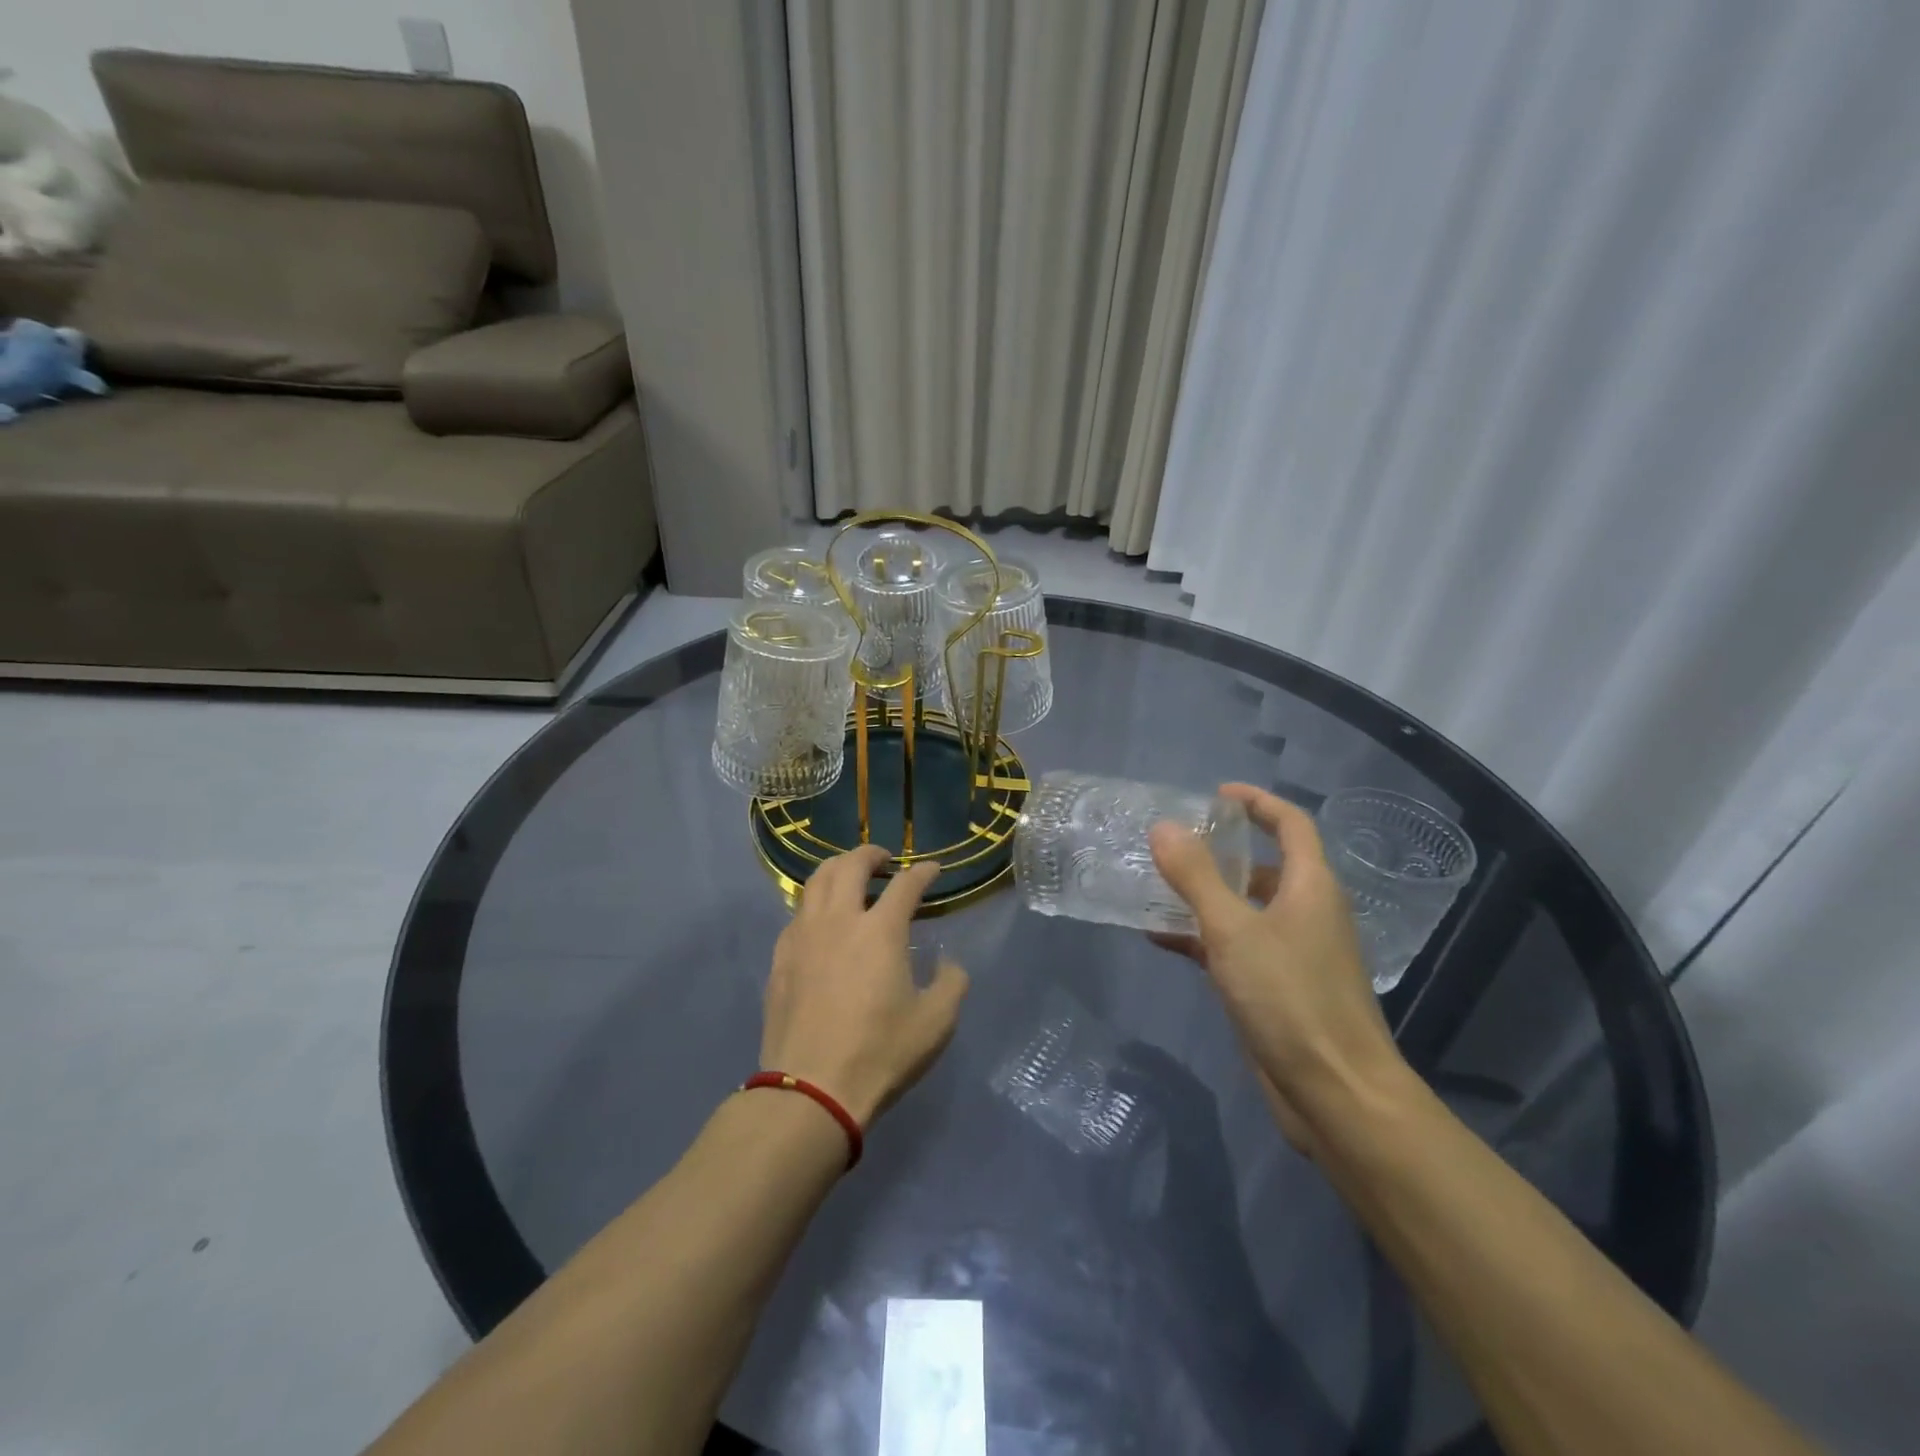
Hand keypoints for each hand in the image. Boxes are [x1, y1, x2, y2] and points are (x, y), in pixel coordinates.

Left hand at [760, 846, 968, 1127]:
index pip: (905, 884)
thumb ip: (951, 982)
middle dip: (871, 855)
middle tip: (884, 862)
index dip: (923, 872)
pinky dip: (815, 904)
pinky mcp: (780, 958)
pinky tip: (822, 922)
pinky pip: (797, 914)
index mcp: (880, 930)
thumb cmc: (880, 1053)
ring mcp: (803, 937)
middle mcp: (838, 920)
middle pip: (850, 865)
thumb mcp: (936, 1023)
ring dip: (837, 869)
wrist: (811, 1090)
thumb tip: (947, 962)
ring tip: (850, 878)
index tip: (933, 870)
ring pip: (815, 881)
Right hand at [1148, 784, 1405, 1153]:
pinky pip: (1236, 947)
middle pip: (1266, 866)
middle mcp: (1308, 913)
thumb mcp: (1233, 930)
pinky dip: (1202, 937)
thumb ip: (1196, 876)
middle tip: (1173, 844)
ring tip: (1156, 886)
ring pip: (1246, 909)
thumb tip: (1163, 826)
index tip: (1216, 795)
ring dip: (1206, 896)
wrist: (1335, 1095)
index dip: (1258, 802)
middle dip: (1222, 852)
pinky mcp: (1277, 988)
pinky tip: (1161, 938)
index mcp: (1311, 887)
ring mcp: (1294, 953)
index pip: (1291, 824)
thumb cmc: (1290, 998)